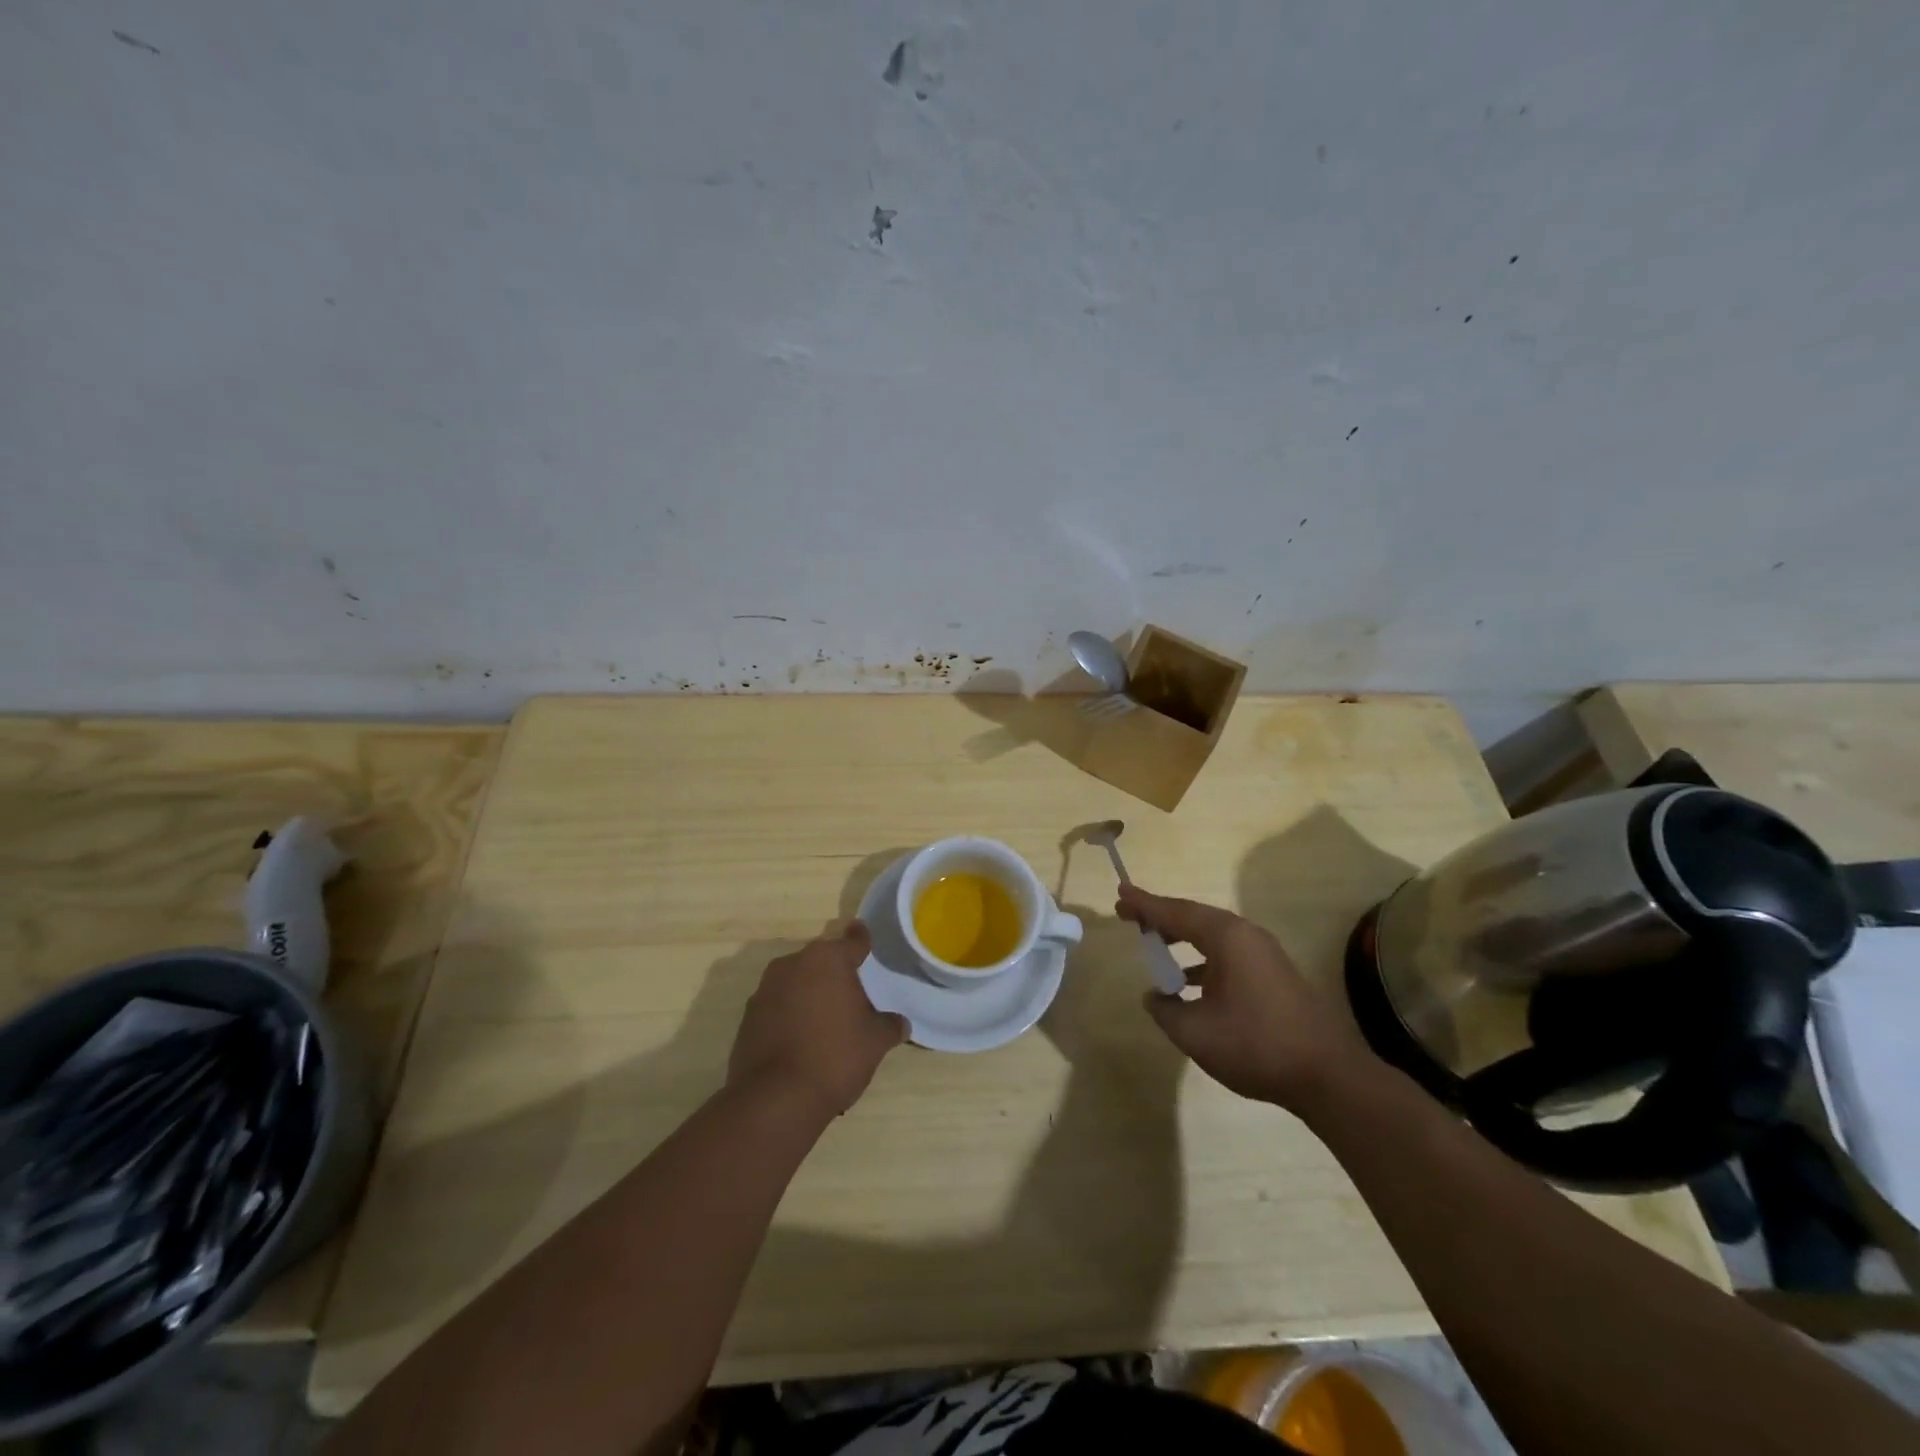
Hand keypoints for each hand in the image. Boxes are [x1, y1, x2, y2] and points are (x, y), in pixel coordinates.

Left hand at [728, 923, 908, 1118]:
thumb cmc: (835, 1056)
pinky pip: (778, 1006)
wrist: (775, 1099)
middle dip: (835, 973)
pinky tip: (802, 1040)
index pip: (853, 941)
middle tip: (853, 995)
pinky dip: (790, 1015)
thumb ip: (889, 1025)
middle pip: (822, 960)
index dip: (861, 939)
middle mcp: (794, 964)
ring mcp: (766, 989)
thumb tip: (900, 1023)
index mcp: (828, 959)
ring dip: (811, 993)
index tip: (863, 935)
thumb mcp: (875, 1041)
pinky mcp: (748, 1016)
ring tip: (827, 1022)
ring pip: (797, 982)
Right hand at [1118, 884, 1374, 1111]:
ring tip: (1154, 945)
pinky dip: (1202, 958)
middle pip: (1195, 916)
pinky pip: (1228, 953)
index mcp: (1227, 937)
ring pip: (1213, 935)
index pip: (1175, 912)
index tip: (1120, 892)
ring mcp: (1265, 955)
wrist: (1327, 1076)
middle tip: (1130, 915)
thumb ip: (1165, 1009)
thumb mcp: (1195, 1032)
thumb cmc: (1255, 1045)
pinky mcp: (1274, 975)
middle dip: (1161, 916)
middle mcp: (1247, 936)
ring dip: (1182, 937)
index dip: (1145, 904)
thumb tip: (1155, 996)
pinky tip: (1189, 982)